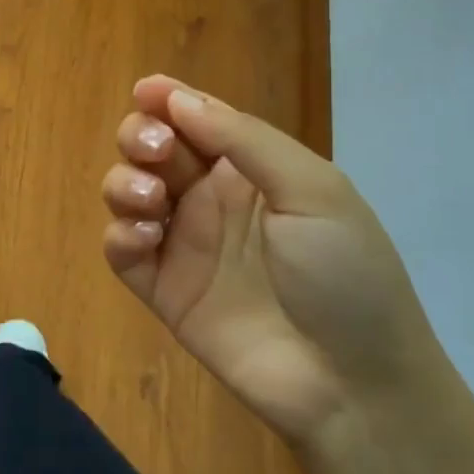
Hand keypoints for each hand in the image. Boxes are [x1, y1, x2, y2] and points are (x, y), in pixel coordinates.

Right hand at [100, 75, 442, 450]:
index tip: (145, 90)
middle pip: (153, 148)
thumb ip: (244, 141)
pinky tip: (146, 238)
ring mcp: (184, 244)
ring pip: (128, 191)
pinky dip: (121, 233)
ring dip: (126, 181)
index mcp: (251, 170)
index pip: (198, 120)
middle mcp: (211, 199)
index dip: (168, 99)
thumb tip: (178, 99)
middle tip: (156, 151)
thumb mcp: (312, 191)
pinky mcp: (162, 289)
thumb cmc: (344, 274)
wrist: (352, 384)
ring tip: (152, 199)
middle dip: (141, 136)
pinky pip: (121, 248)